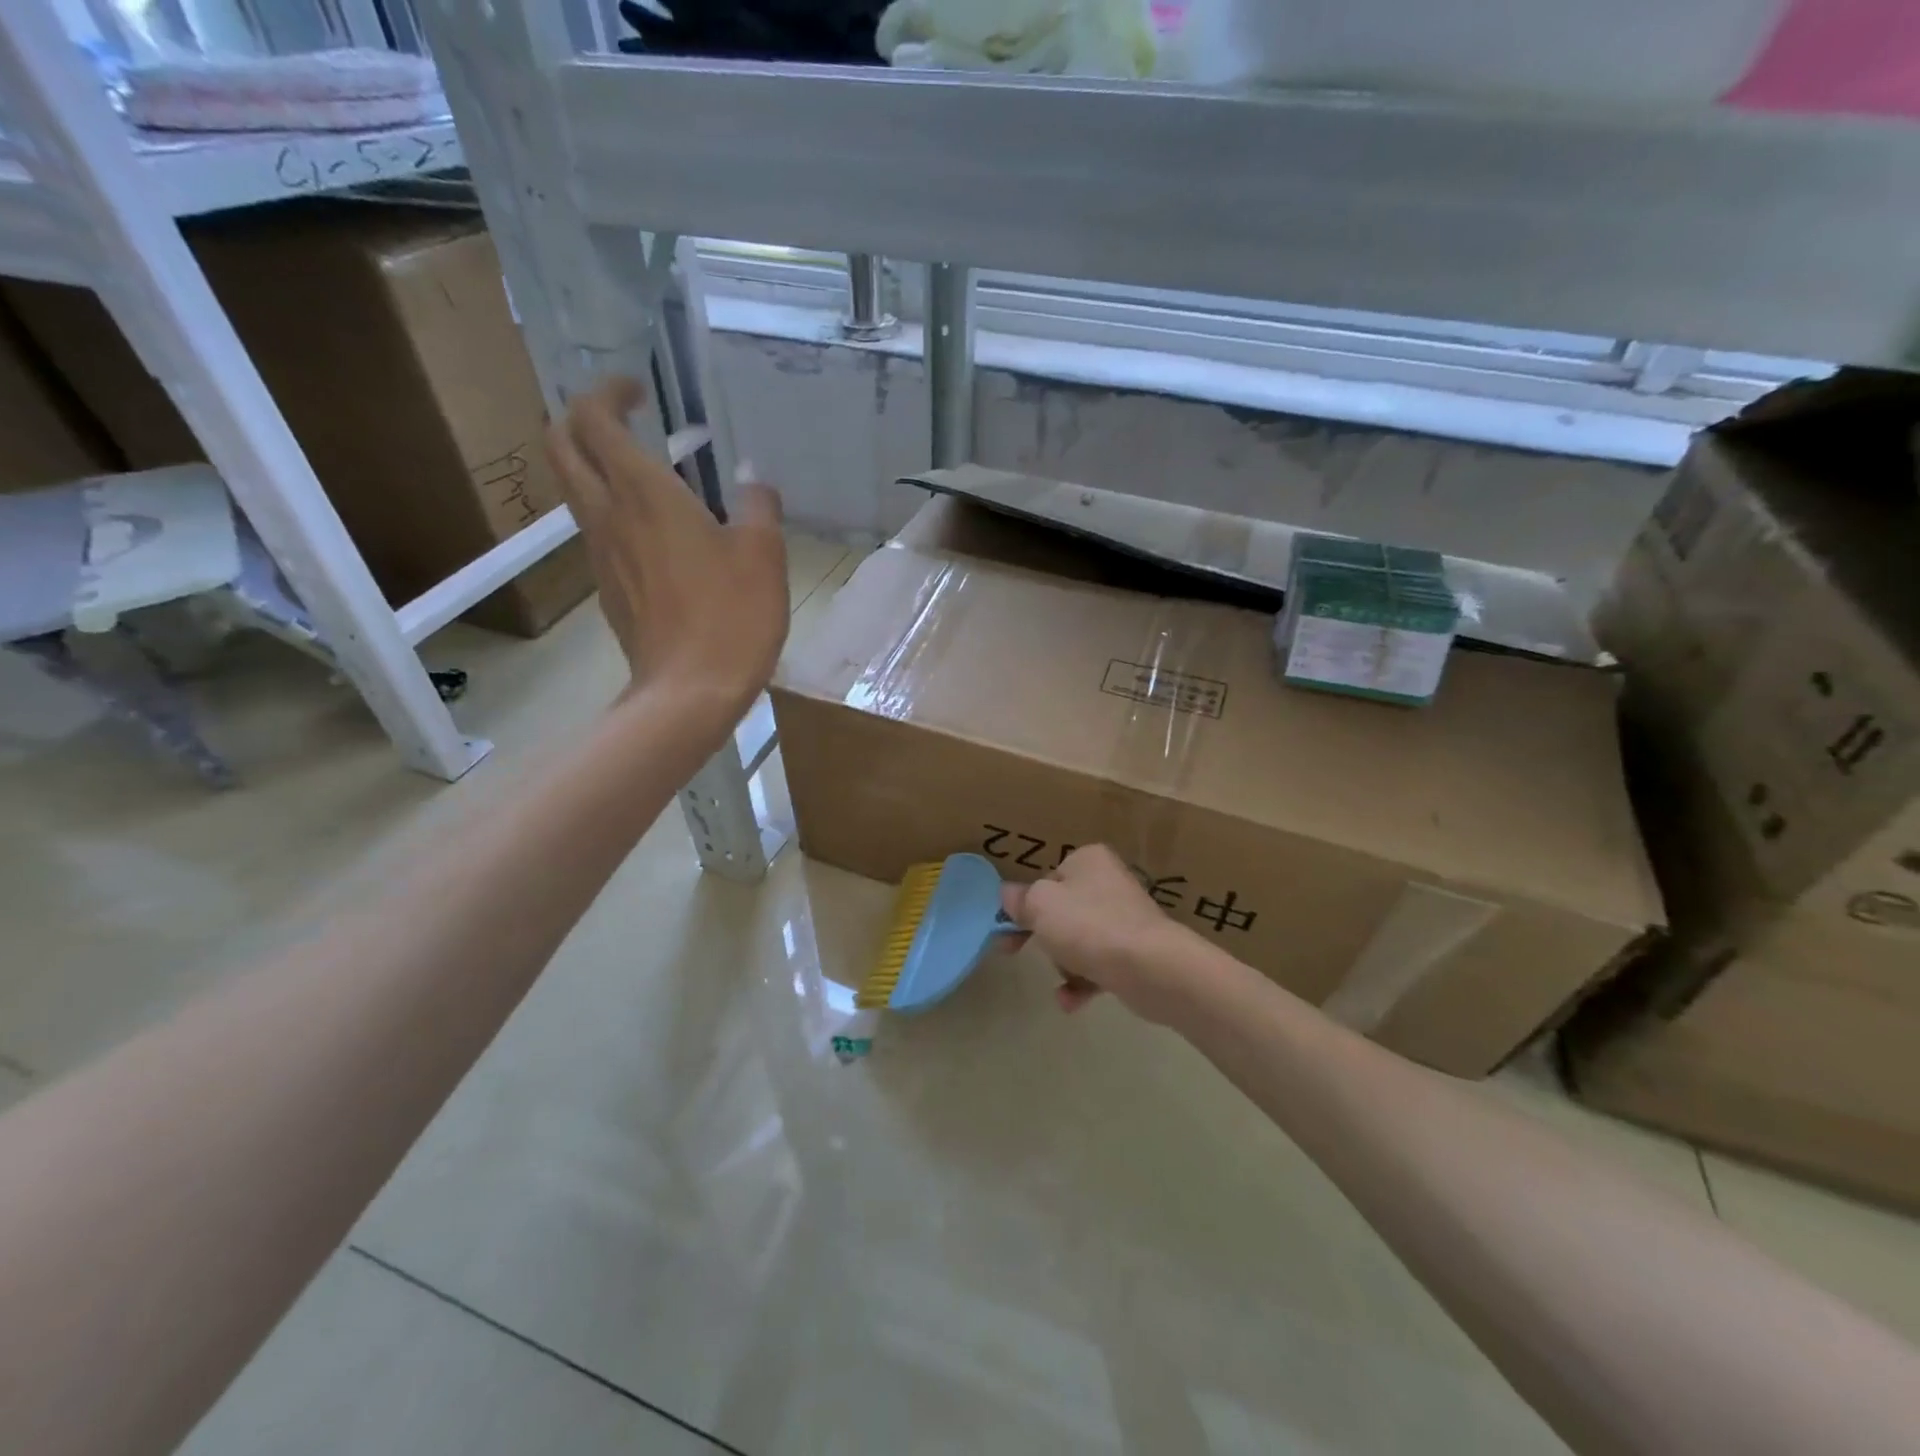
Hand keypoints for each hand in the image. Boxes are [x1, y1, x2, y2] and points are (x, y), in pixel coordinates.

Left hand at [547, 377, 787, 721]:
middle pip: (562, 446)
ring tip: (650, 477)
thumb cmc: (731, 616)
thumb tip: (754, 484)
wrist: (690, 692)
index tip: (639, 392)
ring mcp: (601, 555)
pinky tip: (661, 535)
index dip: (608, 392)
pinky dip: (616, 513)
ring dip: (598, 467)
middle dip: (582, 419)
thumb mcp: (764, 554)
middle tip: (624, 421)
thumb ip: (758, 506)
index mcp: (643, 494)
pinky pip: (599, 532)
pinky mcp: (608, 589)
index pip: (594, 418)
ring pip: (576, 490)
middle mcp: (608, 516)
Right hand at [1001, 845, 1198, 1023]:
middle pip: (1062, 910)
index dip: (1025, 904)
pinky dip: (1083, 981)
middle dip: (1043, 936)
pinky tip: (1071, 1001)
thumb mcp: (1039, 906)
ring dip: (1064, 962)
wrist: (1150, 967)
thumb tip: (1008, 895)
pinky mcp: (1137, 951)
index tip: (1007, 929)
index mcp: (1088, 860)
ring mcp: (1126, 917)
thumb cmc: (1088, 926)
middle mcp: (1109, 882)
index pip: (1047, 879)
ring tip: (1063, 979)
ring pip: (1080, 939)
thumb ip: (1019, 899)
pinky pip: (1100, 964)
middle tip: (1016, 952)